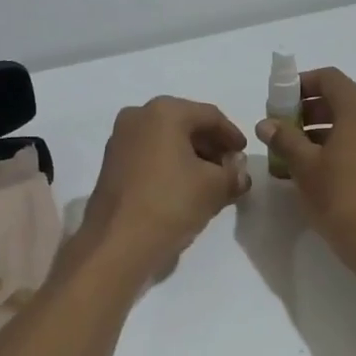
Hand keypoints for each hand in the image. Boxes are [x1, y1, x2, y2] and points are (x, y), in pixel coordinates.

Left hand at [82, 97, 250, 275]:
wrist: (117, 243)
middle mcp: (138, 116)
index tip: (245, 154)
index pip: (210, 116)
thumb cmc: (171, 203)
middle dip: (210, 146)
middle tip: (230, 168)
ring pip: (166, 140)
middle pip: (185, 124)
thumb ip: (234, 173)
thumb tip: (239, 170)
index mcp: (164, 111)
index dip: (232, 135)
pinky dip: (170, 164)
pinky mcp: (111, 163)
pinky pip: (149, 155)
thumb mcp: (215, 187)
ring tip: (211, 181)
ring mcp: (120, 139)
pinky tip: (184, 187)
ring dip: (191, 156)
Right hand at [256, 67, 355, 268]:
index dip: (300, 86)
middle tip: (284, 130)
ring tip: (300, 154)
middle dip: (311, 111)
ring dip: (328, 130)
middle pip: (344, 99)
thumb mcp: (305, 167)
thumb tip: (267, 124)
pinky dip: (349, 145)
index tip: (278, 103)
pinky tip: (327, 170)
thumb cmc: (342, 198)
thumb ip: (285, 139)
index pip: (328, 79)